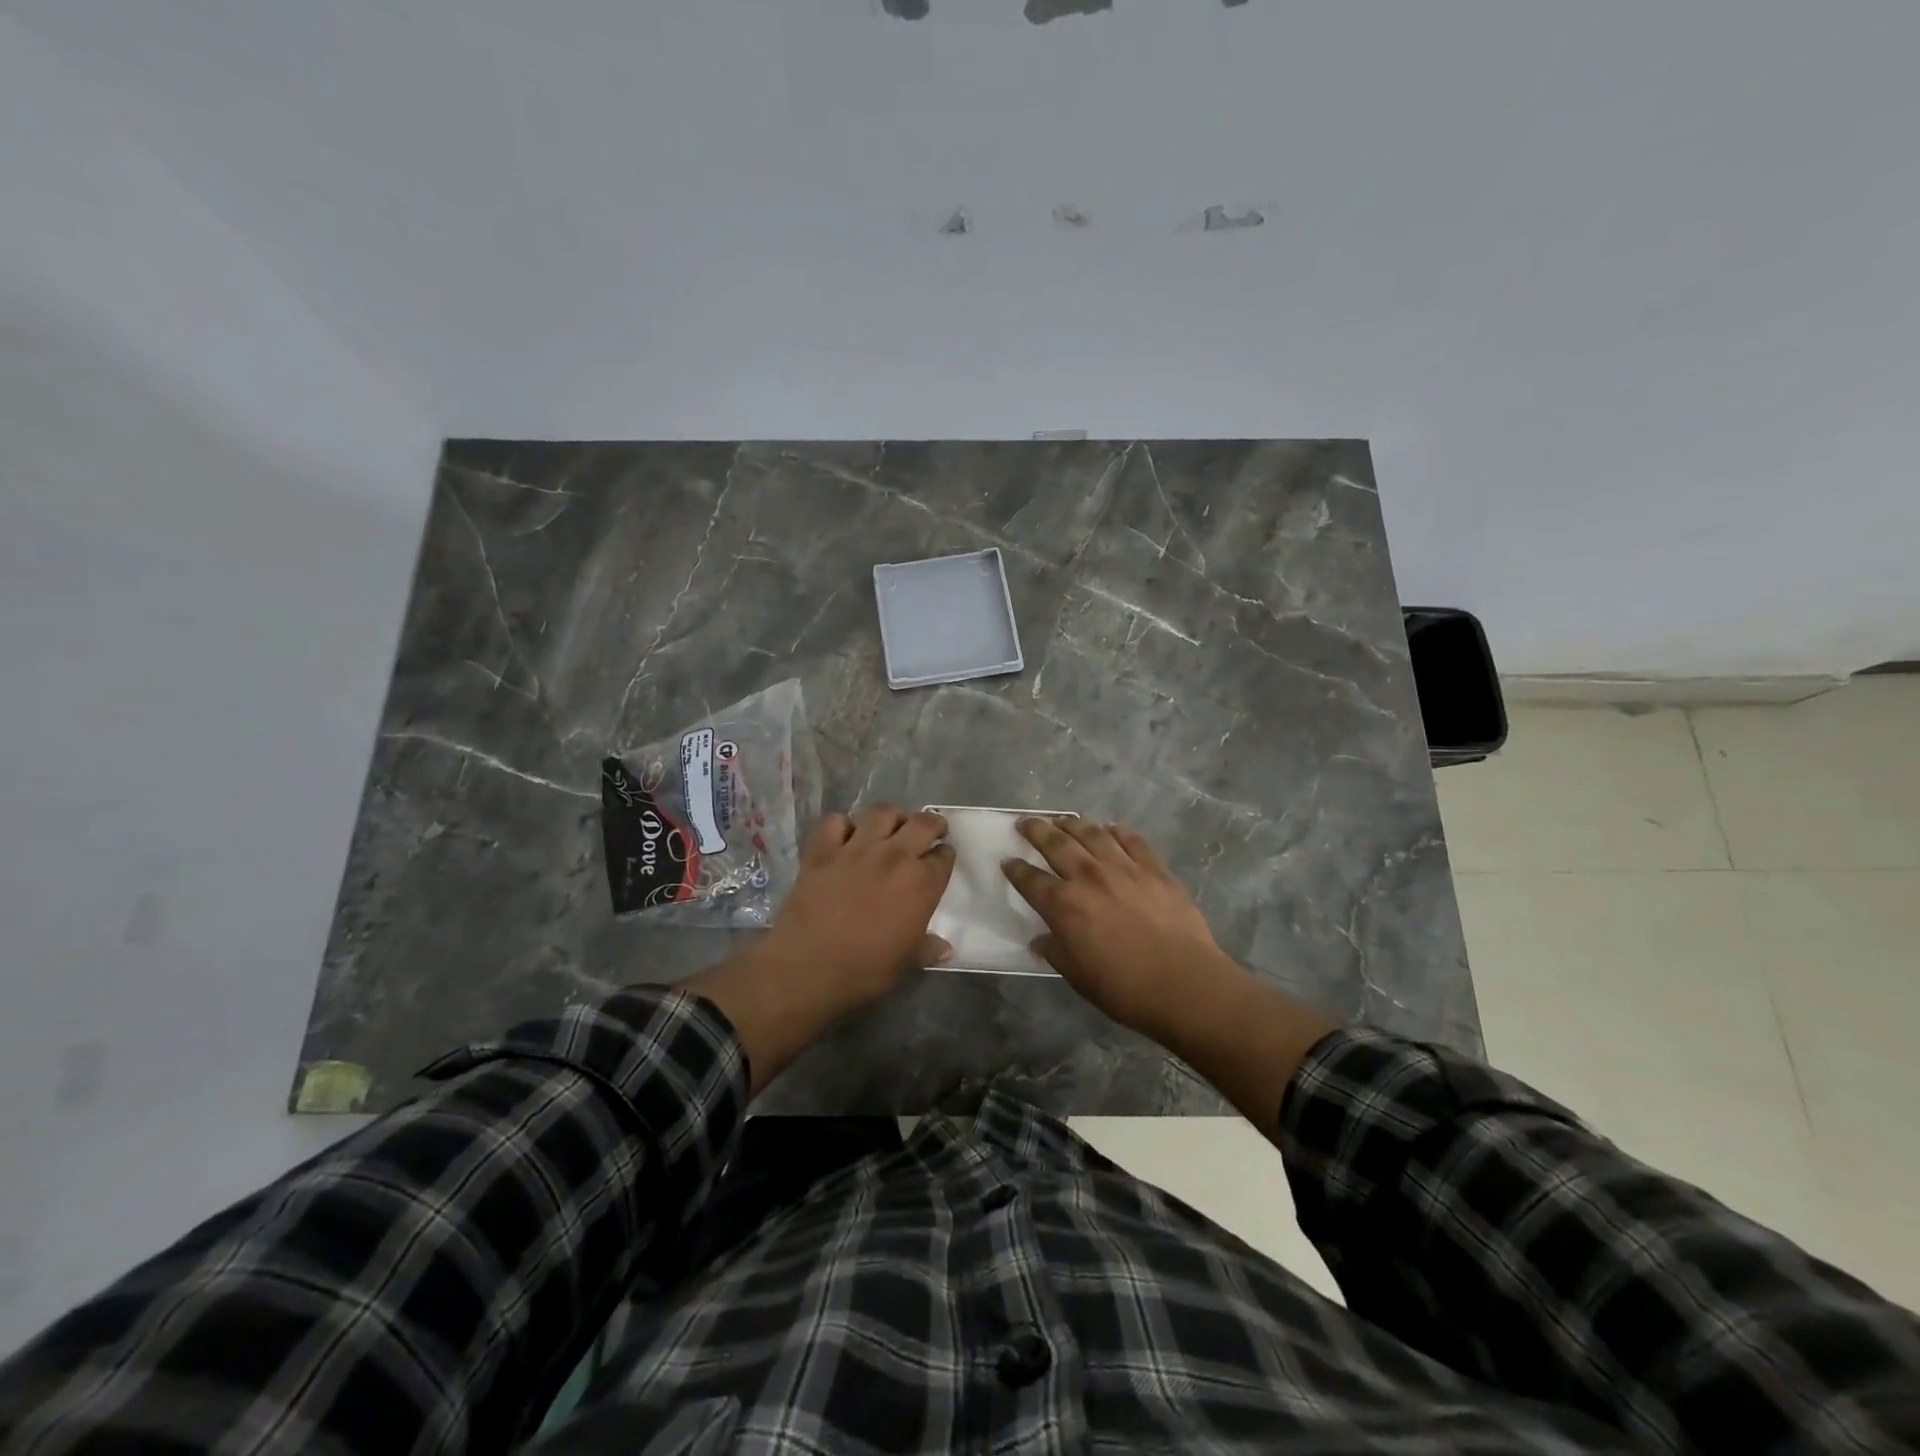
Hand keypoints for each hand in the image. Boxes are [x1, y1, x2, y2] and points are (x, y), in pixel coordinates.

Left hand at [683, 805, 953, 1095]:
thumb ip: (927, 949)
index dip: (944, 856)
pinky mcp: (823, 850)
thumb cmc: (865, 970)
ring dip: (890, 817)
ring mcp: (857, 848)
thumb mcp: (906, 963)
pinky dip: (842, 825)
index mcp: (922, 884)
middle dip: (931, 824)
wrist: (808, 967)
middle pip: (922, 823)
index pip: (944, 856)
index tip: (940, 861)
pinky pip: (836, 821)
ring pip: (881, 812)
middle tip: (928, 831)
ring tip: (889, 828)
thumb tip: (946, 949)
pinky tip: (844, 837)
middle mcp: (895, 856)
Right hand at [1003, 818, 1239, 1039]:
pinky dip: (1116, 831)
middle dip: (1036, 830)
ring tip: (1063, 819)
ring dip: (1072, 823)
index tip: (1007, 860)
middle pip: (1055, 843)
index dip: (1015, 869)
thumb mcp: (1078, 977)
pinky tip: (1110, 829)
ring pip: (1091, 833)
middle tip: (1026, 822)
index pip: (1030, 880)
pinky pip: (1131, 839)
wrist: (1184, 984)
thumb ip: (1056, 952)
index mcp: (1064, 905)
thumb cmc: (1125, 988)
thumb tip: (1040, 940)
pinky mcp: (1154, 867)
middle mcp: (1088, 876)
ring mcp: (1123, 867)